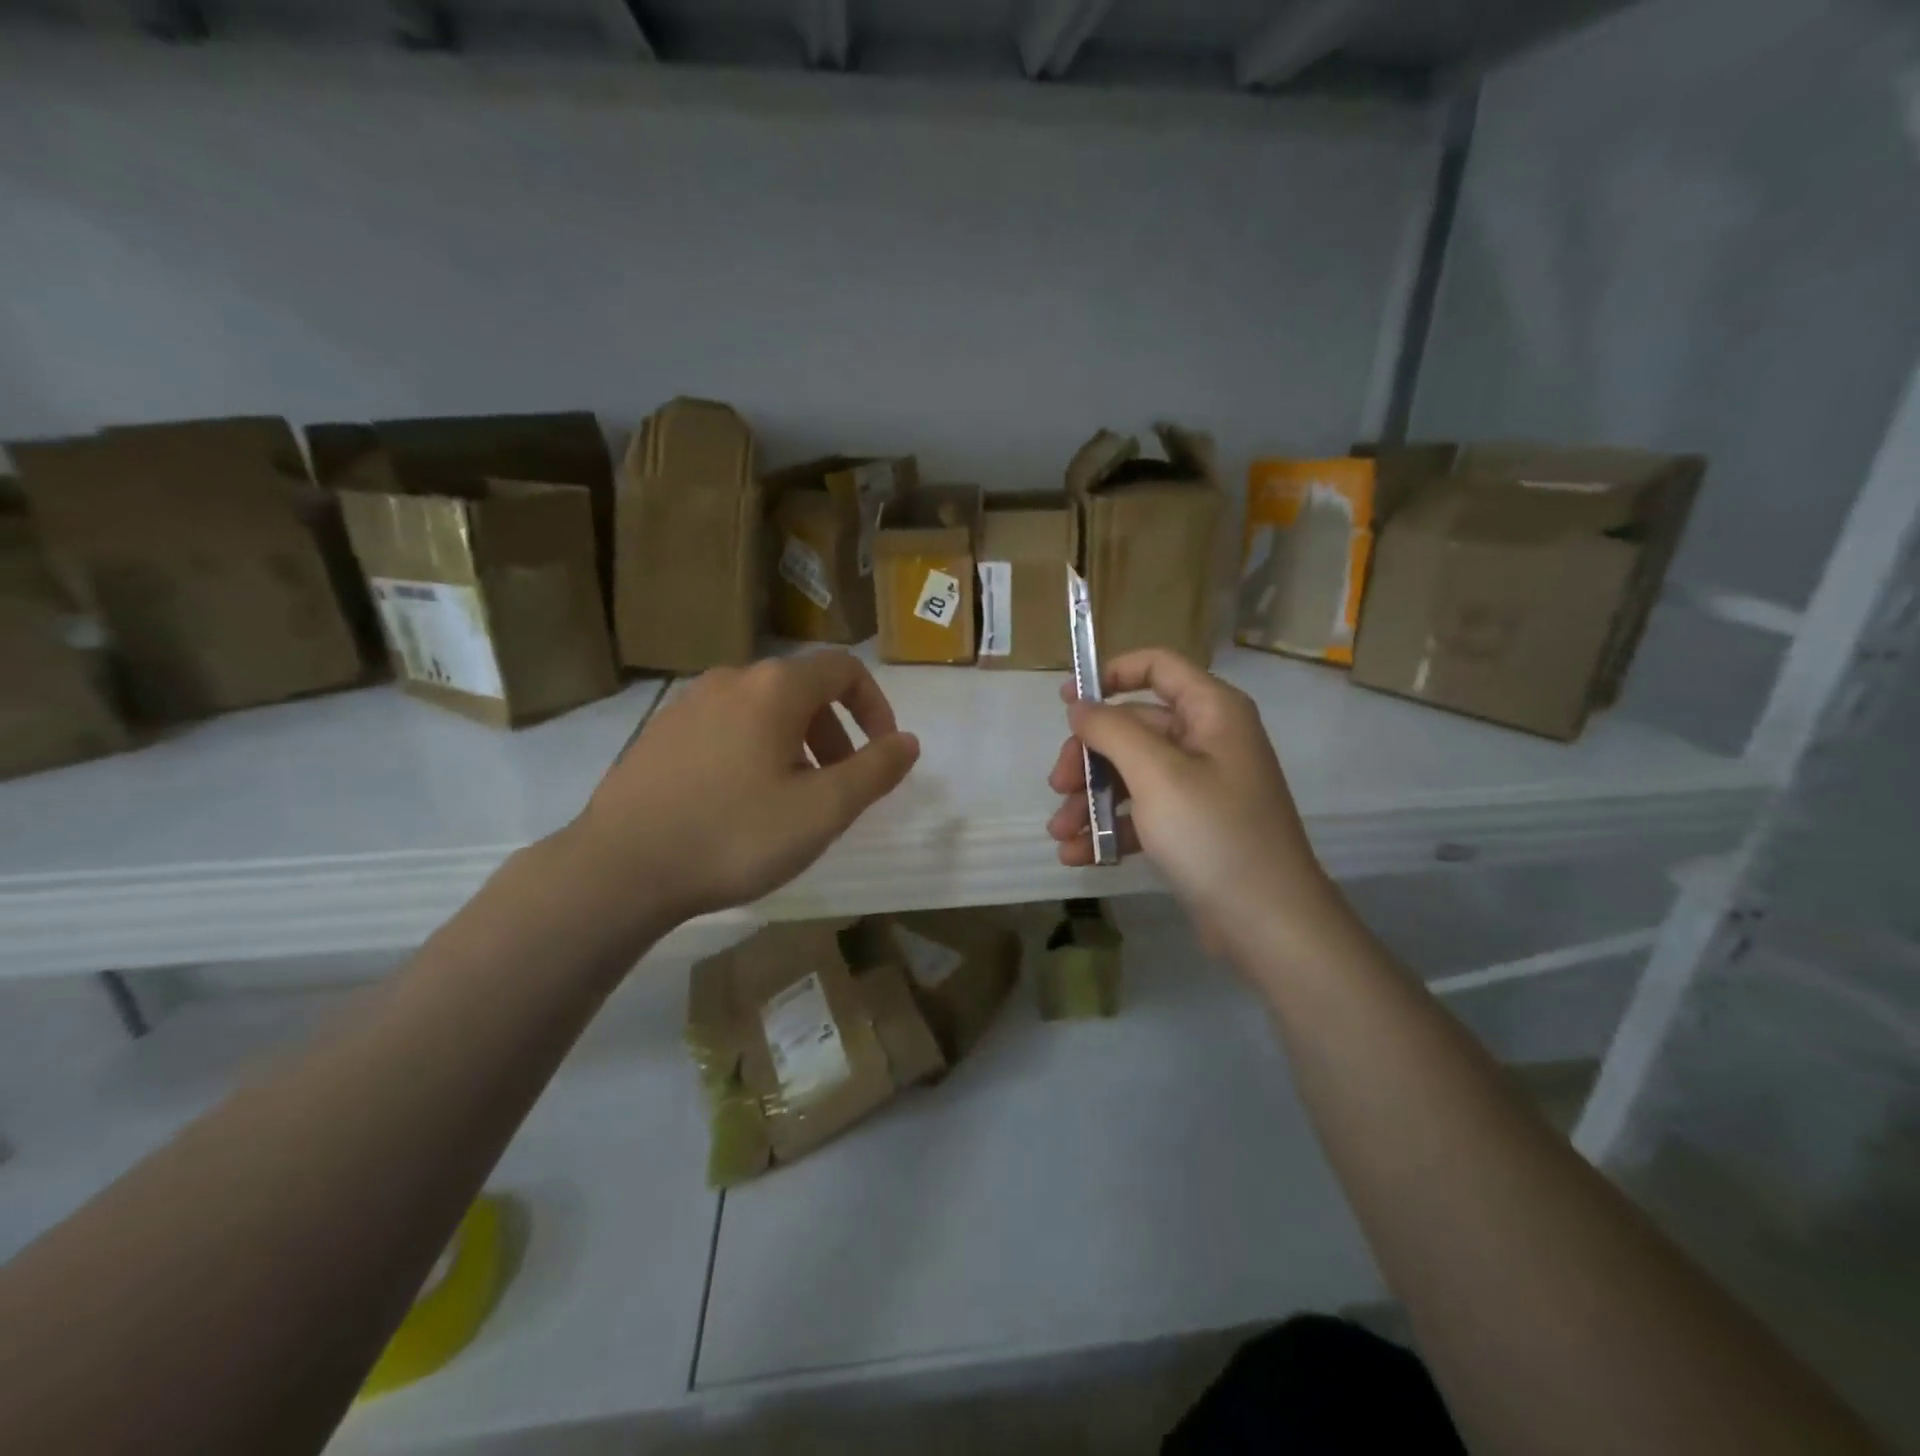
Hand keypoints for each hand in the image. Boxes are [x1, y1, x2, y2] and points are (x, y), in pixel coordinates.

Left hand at [558, 652, 919, 933]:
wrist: (620, 868)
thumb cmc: (735, 834)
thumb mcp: (822, 810)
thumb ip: (875, 770)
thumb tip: (907, 741)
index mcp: (775, 687)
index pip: (844, 669)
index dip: (874, 705)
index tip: (881, 751)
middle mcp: (731, 680)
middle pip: (803, 690)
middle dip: (835, 732)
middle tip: (838, 786)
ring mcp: (688, 703)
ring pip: (762, 710)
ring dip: (795, 744)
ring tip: (791, 800)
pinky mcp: (659, 732)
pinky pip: (725, 727)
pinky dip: (753, 750)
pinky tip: (738, 803)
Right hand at [1046, 649, 1337, 947]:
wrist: (1269, 924)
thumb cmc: (1214, 834)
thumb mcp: (1156, 775)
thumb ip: (1112, 730)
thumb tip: (1079, 705)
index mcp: (1212, 712)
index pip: (1157, 667)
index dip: (1110, 674)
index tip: (1067, 701)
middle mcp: (1208, 740)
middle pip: (1133, 726)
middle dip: (1089, 757)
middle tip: (1056, 786)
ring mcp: (1200, 785)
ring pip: (1131, 773)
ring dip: (1091, 799)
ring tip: (1060, 834)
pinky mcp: (1192, 826)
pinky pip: (1142, 811)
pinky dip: (1111, 827)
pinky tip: (1079, 854)